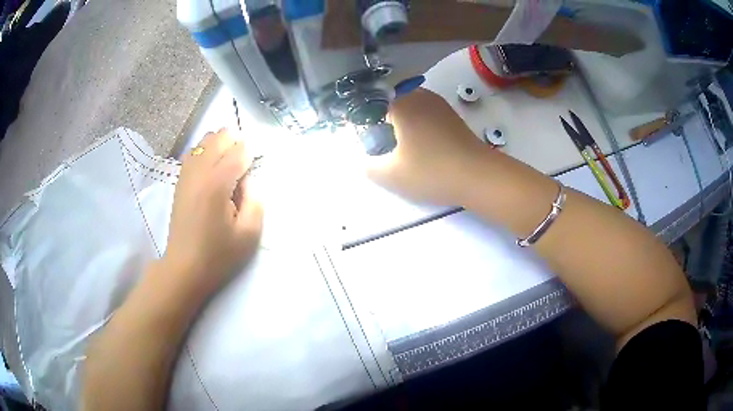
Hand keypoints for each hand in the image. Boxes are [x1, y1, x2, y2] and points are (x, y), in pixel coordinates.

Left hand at [160, 128, 262, 298]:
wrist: (185, 267)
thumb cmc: (219, 255)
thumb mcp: (249, 233)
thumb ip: (255, 199)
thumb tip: (248, 178)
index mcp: (217, 183)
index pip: (239, 150)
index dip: (251, 158)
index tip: (251, 177)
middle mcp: (199, 171)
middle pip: (220, 136)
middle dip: (236, 145)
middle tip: (242, 169)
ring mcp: (186, 174)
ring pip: (205, 141)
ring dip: (220, 146)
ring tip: (227, 168)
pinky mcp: (180, 180)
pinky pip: (194, 152)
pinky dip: (206, 152)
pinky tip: (211, 170)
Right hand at [365, 88, 488, 205]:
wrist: (479, 176)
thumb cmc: (432, 171)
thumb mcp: (391, 175)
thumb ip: (368, 166)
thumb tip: (363, 159)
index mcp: (402, 104)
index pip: (371, 104)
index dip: (362, 121)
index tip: (364, 141)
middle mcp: (420, 96)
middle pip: (390, 101)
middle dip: (381, 119)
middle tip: (380, 143)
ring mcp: (439, 104)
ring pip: (409, 106)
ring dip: (400, 121)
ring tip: (399, 145)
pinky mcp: (452, 115)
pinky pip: (425, 112)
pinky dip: (417, 124)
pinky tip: (420, 145)